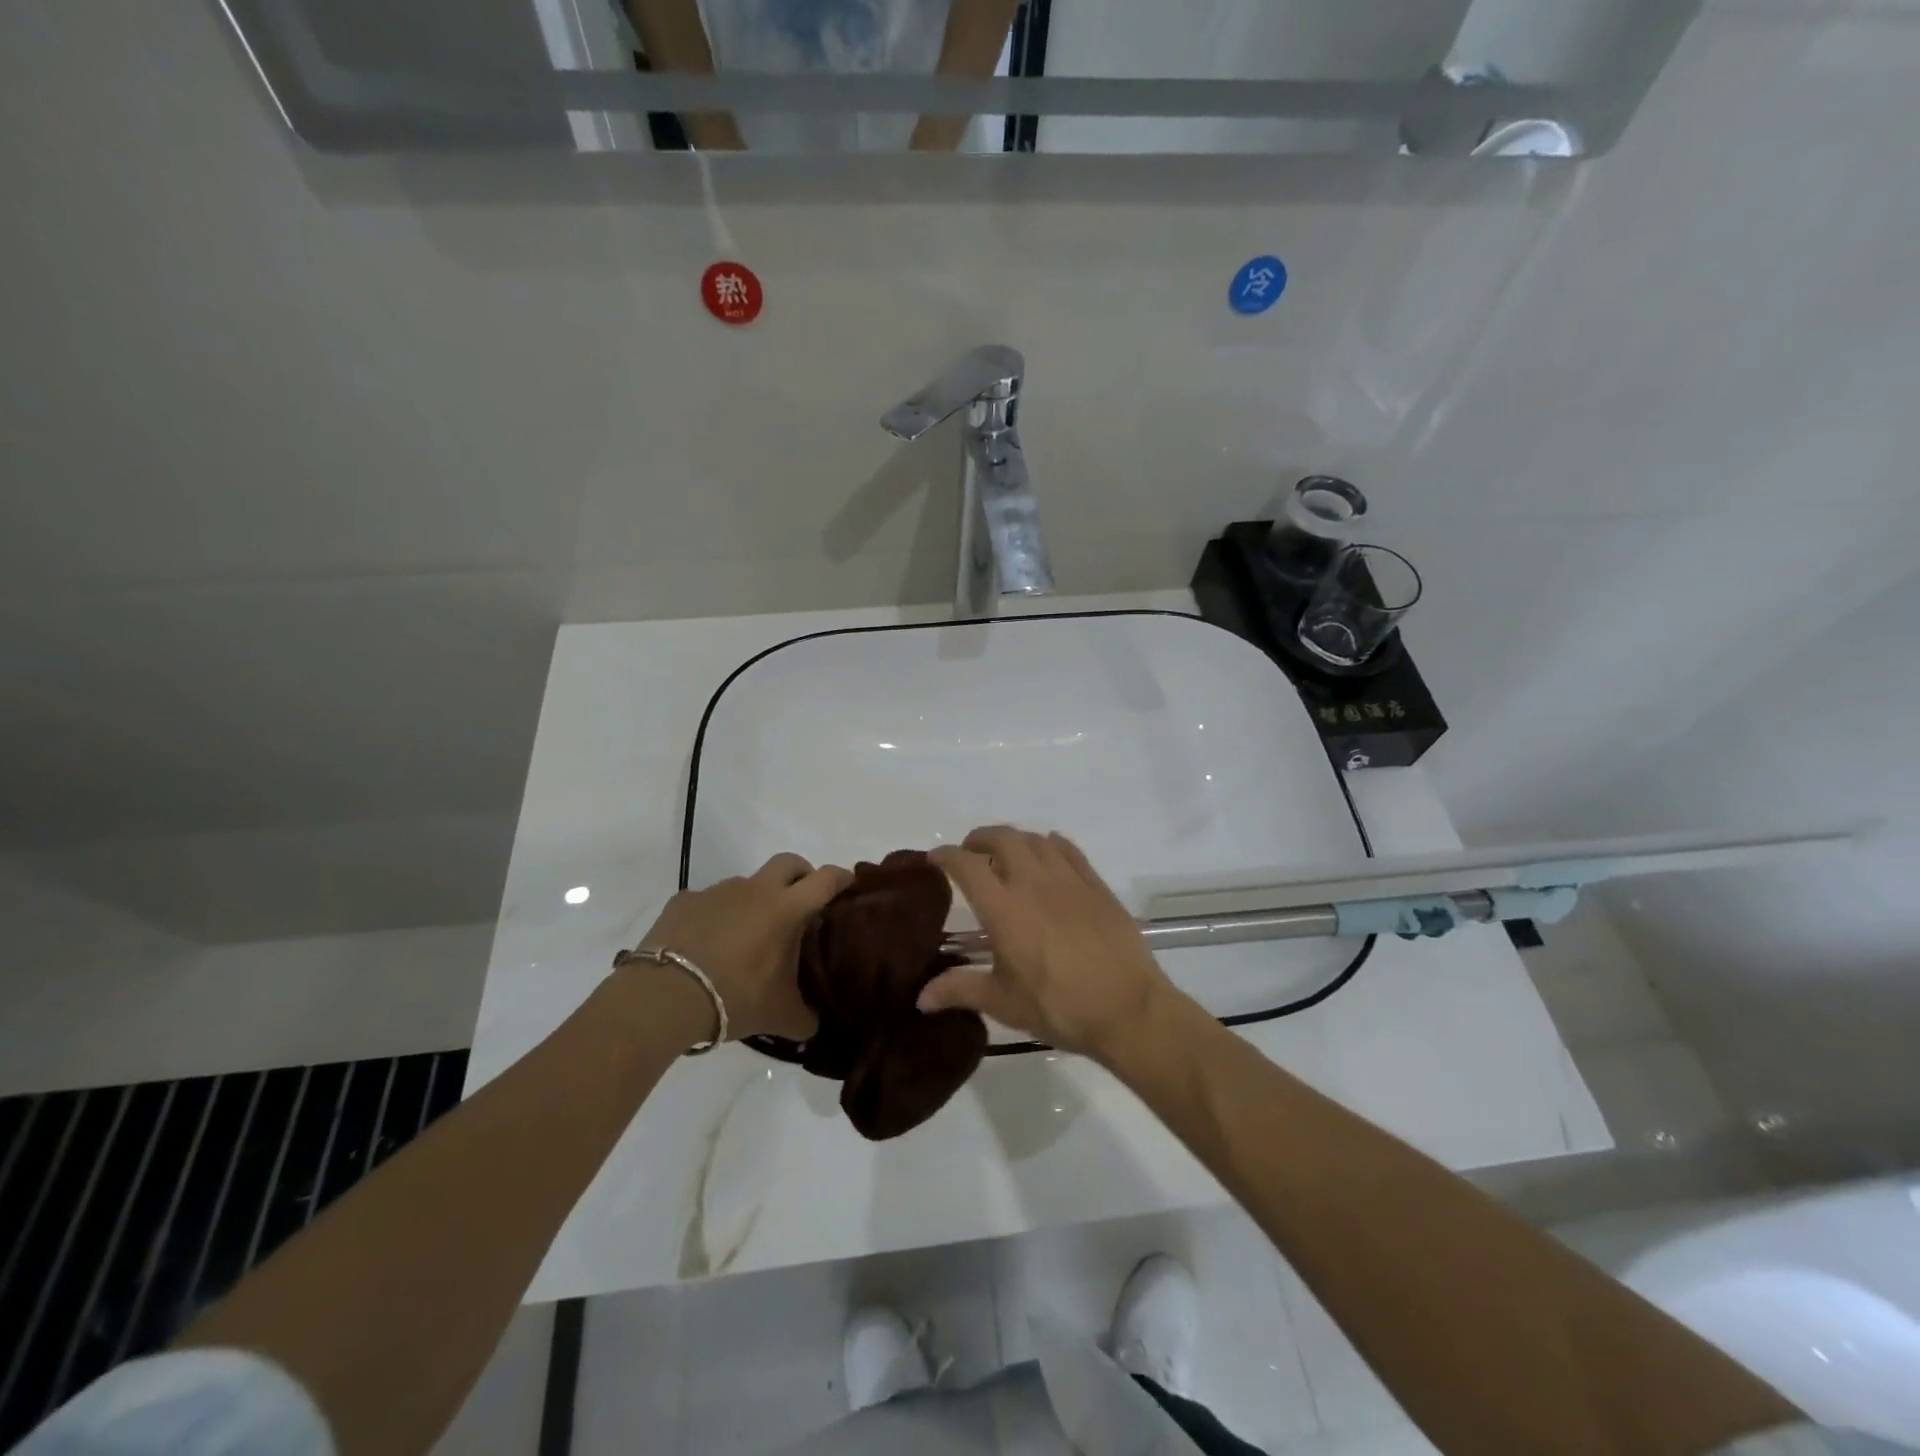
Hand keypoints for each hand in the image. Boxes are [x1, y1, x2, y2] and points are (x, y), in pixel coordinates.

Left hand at [635, 854, 850, 1041]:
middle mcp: (756, 890)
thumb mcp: (780, 1015)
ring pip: (747, 883)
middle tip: (802, 902)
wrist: (665, 996)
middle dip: (801, 875)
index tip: (849, 885)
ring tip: (748, 936)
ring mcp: (717, 891)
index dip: (842, 878)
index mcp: (787, 909)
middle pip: (789, 862)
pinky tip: (708, 944)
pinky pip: (708, 902)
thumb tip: (814, 1023)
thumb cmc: (735, 997)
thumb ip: (805, 1016)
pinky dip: (715, 916)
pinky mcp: (684, 901)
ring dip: (755, 900)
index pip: (826, 879)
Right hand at [920, 827, 1174, 1057]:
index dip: (946, 856)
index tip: (934, 859)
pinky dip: (1050, 845)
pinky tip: (1048, 857)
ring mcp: (1068, 879)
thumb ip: (960, 991)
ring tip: (1007, 857)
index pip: (966, 865)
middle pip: (1001, 838)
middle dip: (979, 839)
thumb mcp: (1004, 1003)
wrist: (1128, 1009)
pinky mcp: (1096, 885)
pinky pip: (1068, 850)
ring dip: (1014, 841)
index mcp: (1004, 908)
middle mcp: (1033, 882)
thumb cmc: (1059, 1007)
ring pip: (1035, 840)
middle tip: (971, 854)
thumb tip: (921, 998)